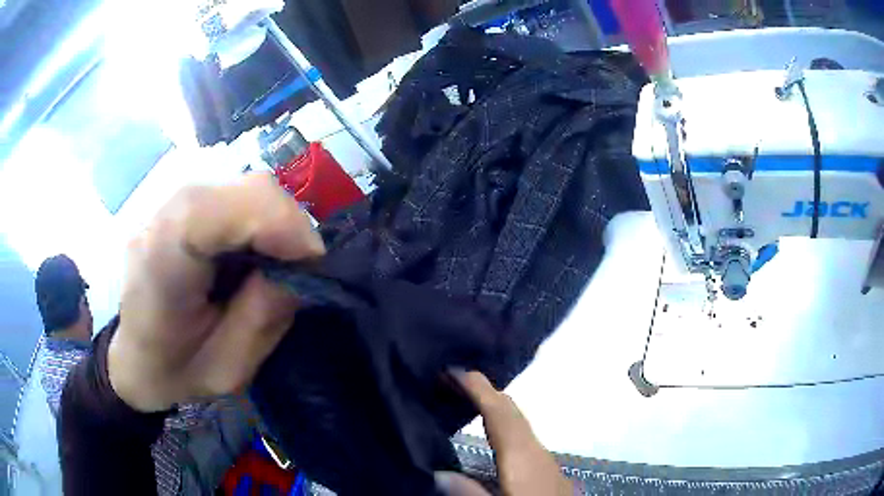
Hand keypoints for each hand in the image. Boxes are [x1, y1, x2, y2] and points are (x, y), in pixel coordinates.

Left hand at [108, 173, 324, 411]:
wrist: (136, 358)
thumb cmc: (176, 371)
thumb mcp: (229, 368)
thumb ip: (265, 315)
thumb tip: (302, 267)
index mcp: (163, 262)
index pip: (220, 210)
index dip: (278, 223)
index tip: (311, 263)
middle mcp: (162, 219)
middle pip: (242, 189)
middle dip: (286, 223)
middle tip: (301, 267)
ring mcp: (171, 205)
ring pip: (243, 187)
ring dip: (275, 221)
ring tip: (279, 263)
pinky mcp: (183, 206)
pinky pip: (234, 196)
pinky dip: (260, 219)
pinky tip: (254, 252)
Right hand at [436, 371, 573, 495]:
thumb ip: (469, 494)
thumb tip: (438, 473)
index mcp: (522, 457)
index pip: (499, 413)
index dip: (478, 389)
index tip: (454, 370)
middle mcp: (536, 451)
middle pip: (511, 412)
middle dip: (484, 391)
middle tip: (451, 381)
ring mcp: (544, 459)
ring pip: (518, 423)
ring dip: (493, 407)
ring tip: (465, 400)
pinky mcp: (546, 469)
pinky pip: (522, 436)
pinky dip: (503, 424)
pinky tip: (493, 436)